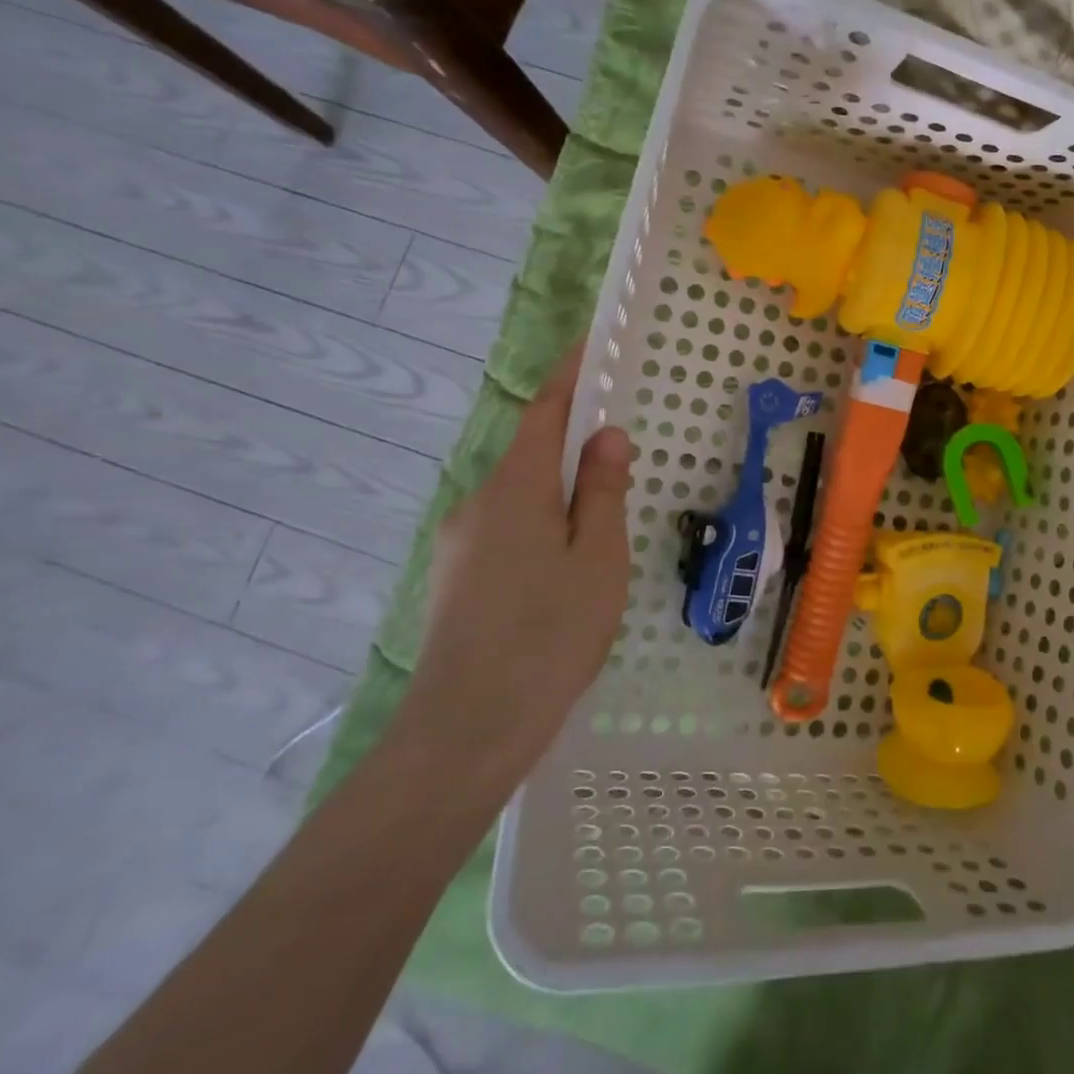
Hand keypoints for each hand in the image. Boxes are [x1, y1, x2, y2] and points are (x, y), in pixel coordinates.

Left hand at [397, 340, 632, 790]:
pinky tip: (563, 572)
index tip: (590, 344)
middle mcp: (477, 504)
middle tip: (621, 461)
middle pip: (530, 454)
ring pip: (519, 498)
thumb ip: (601, 490)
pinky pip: (505, 530)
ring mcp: (458, 543)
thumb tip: (604, 435)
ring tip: (600, 532)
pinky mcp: (453, 579)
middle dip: (572, 445)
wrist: (467, 729)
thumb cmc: (550, 633)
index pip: (543, 411)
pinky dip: (540, 526)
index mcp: (515, 488)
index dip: (569, 375)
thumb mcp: (597, 557)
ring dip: (559, 494)